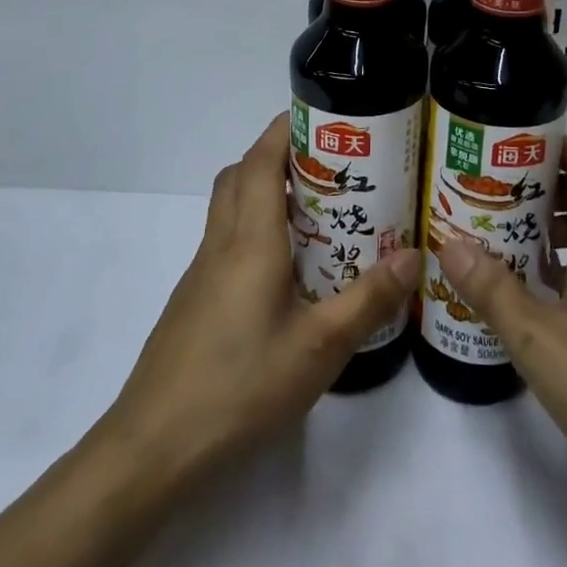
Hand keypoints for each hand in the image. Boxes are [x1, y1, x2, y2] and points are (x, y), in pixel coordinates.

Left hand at [102, 114, 419, 479]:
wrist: (153, 448)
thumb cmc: (240, 387)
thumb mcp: (320, 348)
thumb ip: (368, 300)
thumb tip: (413, 255)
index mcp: (249, 240)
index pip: (261, 160)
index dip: (286, 129)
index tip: (323, 118)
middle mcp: (221, 244)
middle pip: (240, 174)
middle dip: (278, 153)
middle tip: (328, 165)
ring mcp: (201, 272)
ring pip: (229, 206)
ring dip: (264, 189)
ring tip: (315, 211)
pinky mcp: (194, 300)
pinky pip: (226, 241)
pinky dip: (254, 228)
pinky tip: (286, 270)